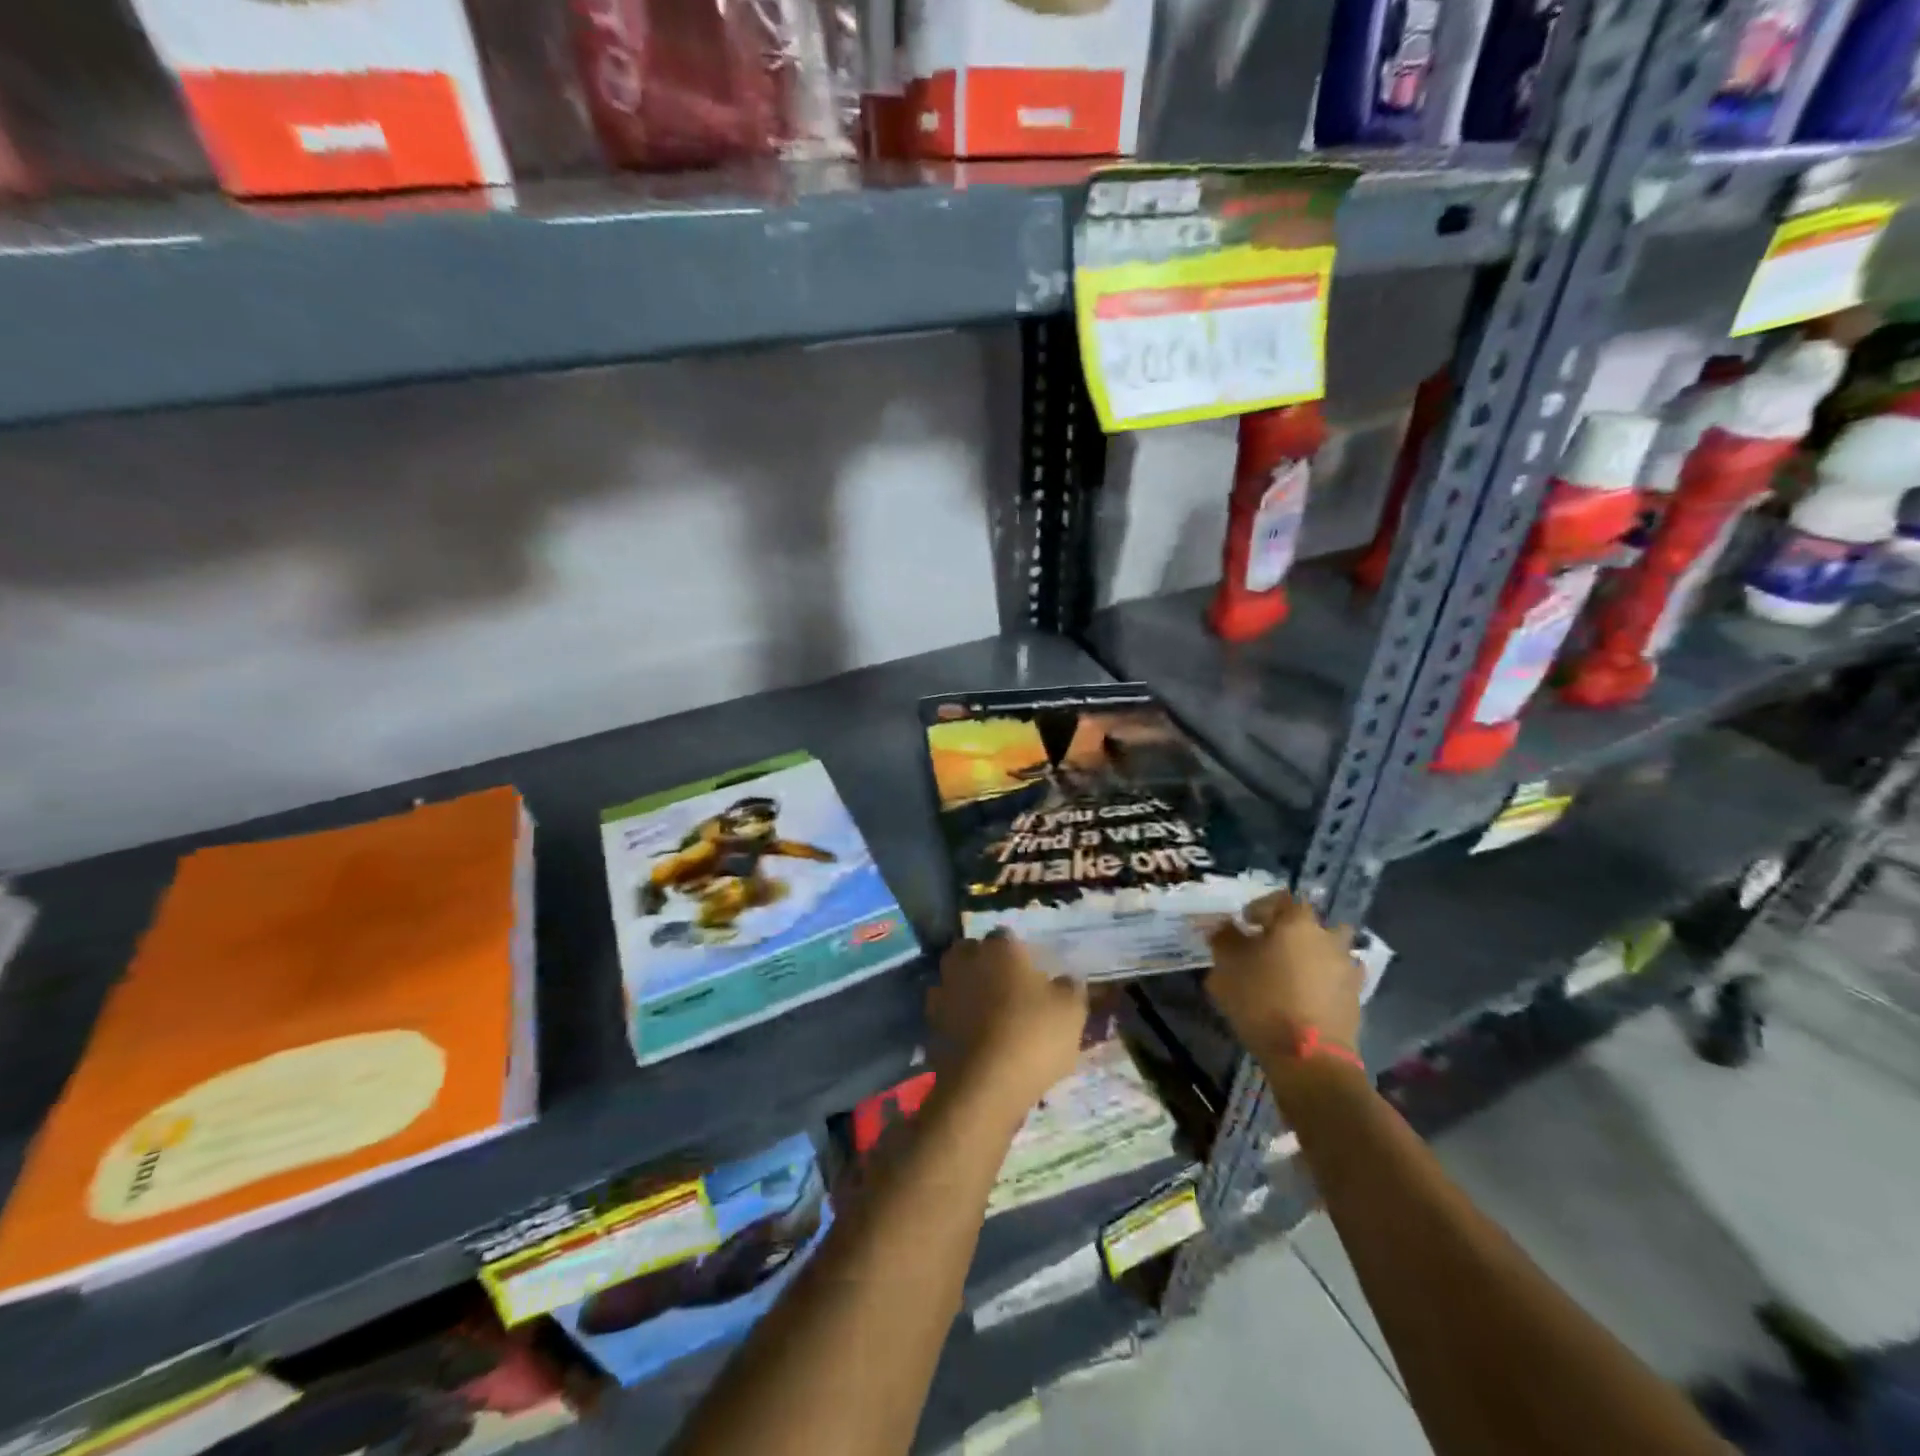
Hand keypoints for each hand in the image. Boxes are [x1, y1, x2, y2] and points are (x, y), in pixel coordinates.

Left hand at [927, 932, 1087, 1118]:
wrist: (984, 1086)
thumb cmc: (1033, 1036)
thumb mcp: (1071, 1012)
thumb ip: (1069, 988)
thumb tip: (1065, 980)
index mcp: (1000, 948)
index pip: (1006, 937)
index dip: (1018, 953)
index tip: (1030, 973)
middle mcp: (967, 961)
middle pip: (972, 951)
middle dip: (984, 963)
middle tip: (1006, 987)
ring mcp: (944, 990)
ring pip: (955, 979)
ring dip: (967, 989)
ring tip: (988, 1014)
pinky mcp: (930, 1022)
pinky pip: (946, 1011)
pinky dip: (956, 1017)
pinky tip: (973, 1036)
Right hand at [1206, 890, 1362, 1064]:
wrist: (1309, 1058)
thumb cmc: (1262, 1001)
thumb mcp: (1227, 967)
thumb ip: (1224, 939)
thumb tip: (1225, 926)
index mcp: (1297, 922)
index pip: (1280, 899)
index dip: (1260, 908)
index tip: (1244, 924)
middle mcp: (1328, 938)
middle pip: (1309, 924)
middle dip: (1291, 932)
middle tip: (1270, 948)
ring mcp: (1347, 968)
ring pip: (1328, 950)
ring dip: (1312, 955)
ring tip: (1290, 974)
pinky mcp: (1356, 998)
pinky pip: (1338, 978)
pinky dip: (1324, 981)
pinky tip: (1306, 997)